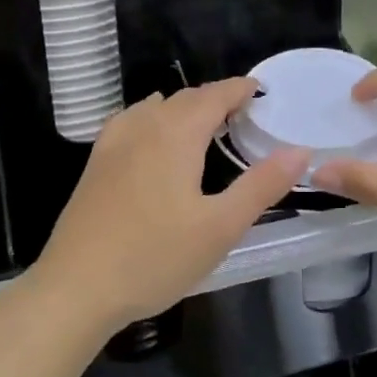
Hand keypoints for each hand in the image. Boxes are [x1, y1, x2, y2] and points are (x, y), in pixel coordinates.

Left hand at [31, 79, 308, 334]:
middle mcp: (143, 127)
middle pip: (184, 98)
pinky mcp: (95, 164)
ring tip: (203, 123)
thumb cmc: (155, 258)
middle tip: (241, 111)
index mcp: (176, 135)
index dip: (239, 88)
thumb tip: (300, 151)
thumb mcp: (220, 227)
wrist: (76, 287)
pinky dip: (151, 117)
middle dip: (214, 97)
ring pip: (155, 108)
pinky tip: (150, 135)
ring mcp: (113, 144)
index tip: (260, 89)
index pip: (214, 96)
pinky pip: (130, 122)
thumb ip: (261, 186)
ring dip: (183, 107)